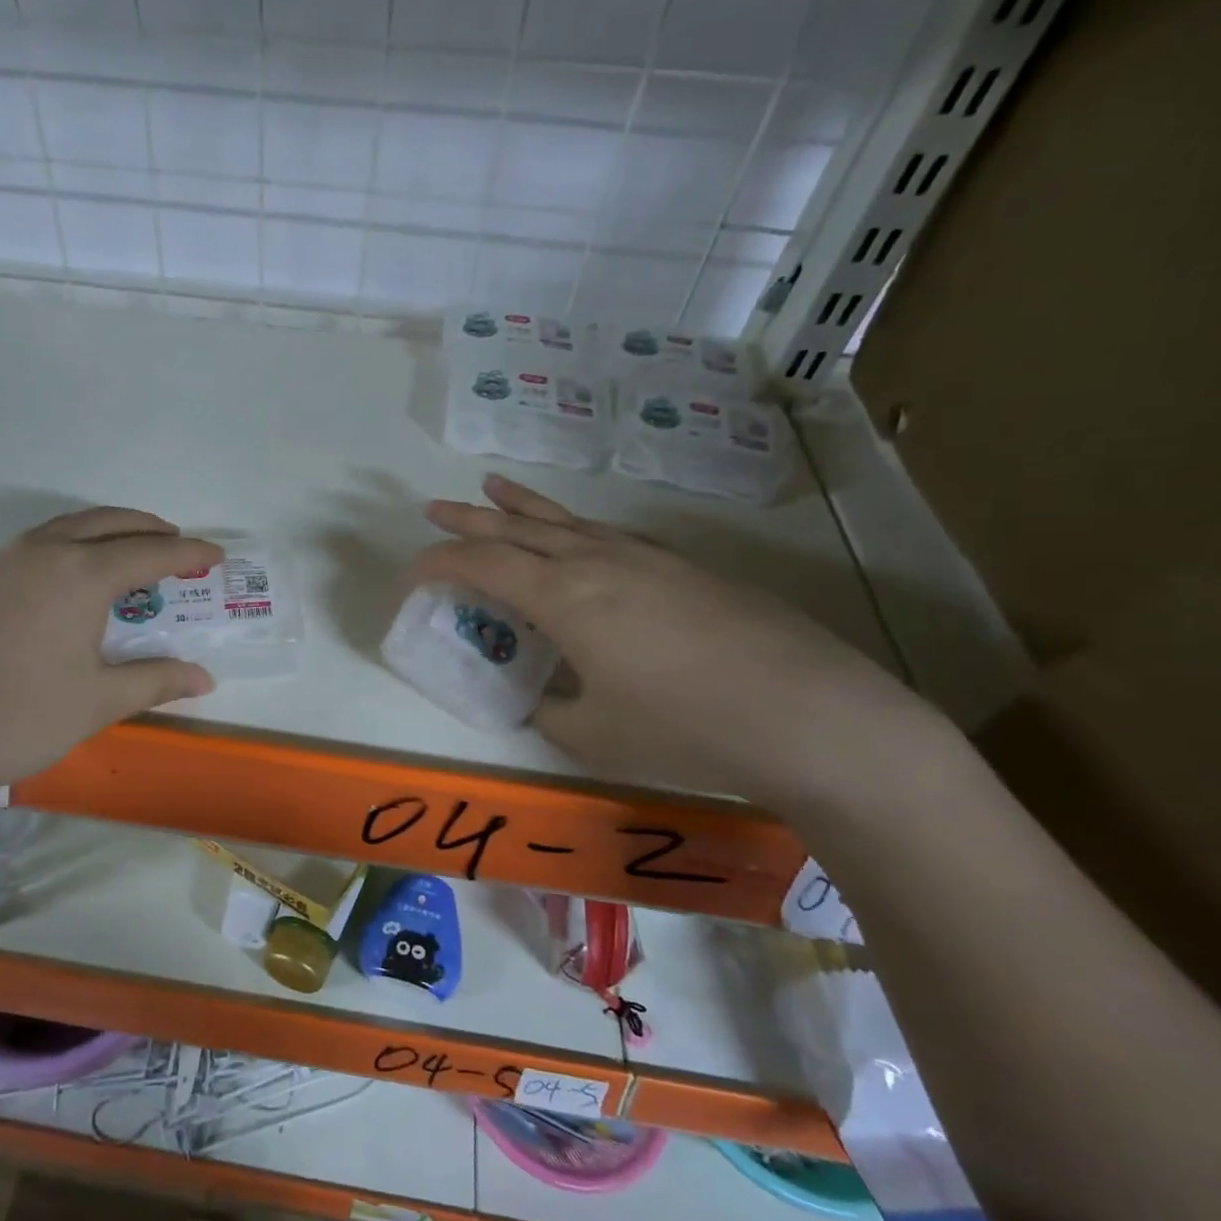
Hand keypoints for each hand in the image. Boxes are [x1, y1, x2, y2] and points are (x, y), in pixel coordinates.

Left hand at [0, 508, 221, 852]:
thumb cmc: (20, 717)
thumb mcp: (99, 701)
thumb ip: (155, 681)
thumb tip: (204, 679)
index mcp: (80, 574)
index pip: (150, 553)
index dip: (188, 554)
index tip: (216, 555)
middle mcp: (43, 552)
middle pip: (108, 523)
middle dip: (148, 528)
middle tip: (177, 545)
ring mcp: (2, 563)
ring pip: (68, 527)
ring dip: (107, 531)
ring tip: (131, 554)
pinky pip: (38, 544)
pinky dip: (72, 545)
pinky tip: (74, 580)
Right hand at [416, 475, 949, 812]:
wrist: (811, 713)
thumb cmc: (687, 727)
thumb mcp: (595, 734)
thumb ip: (551, 711)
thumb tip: (542, 700)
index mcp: (564, 595)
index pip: (481, 564)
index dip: (437, 565)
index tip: (409, 578)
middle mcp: (597, 561)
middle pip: (517, 528)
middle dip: (469, 520)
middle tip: (433, 509)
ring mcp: (645, 557)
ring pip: (565, 520)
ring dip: (522, 507)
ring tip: (493, 486)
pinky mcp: (682, 566)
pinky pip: (605, 532)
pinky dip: (572, 525)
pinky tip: (576, 534)